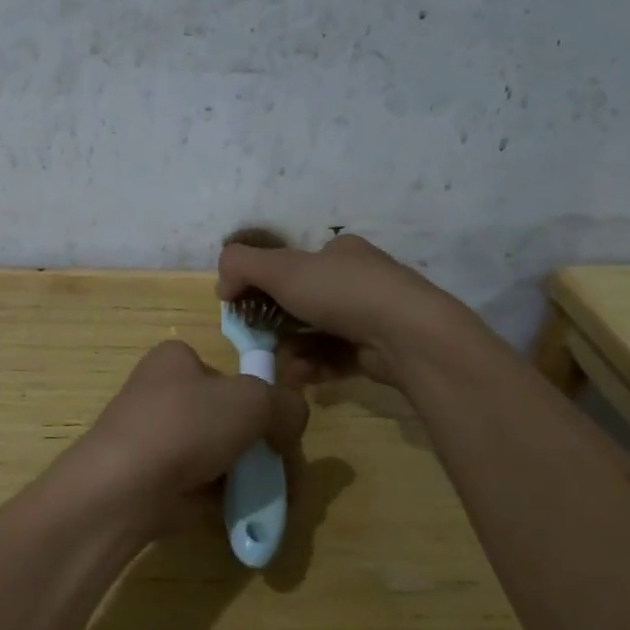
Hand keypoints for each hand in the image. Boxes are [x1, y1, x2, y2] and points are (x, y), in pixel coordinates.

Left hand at [66, 339, 307, 536]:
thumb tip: (292, 421)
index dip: (259, 398)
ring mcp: (155, 439)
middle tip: (286, 472)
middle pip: (227, 417)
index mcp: (175, 360)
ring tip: (274, 497)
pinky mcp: (153, 480)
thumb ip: (286, 404)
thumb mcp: (252, 401)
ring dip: (248, 475)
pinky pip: (202, 485)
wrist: (126, 487)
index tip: (280, 428)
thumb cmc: (187, 425)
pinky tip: (249, 512)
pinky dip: (226, 498)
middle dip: (261, 446)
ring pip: (218, 454)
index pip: (227, 373)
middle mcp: (161, 393)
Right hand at [216, 233, 484, 385]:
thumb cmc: (341, 293)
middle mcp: (359, 280)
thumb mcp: (281, 268)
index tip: (247, 307)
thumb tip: (223, 283)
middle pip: (305, 302)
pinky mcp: (380, 350)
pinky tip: (302, 377)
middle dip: (279, 325)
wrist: (406, 335)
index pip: (295, 264)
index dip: (266, 284)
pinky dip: (316, 366)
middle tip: (262, 342)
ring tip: (282, 366)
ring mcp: (373, 316)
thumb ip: (242, 265)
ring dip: (294, 350)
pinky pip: (336, 357)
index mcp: (341, 253)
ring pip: (318, 334)